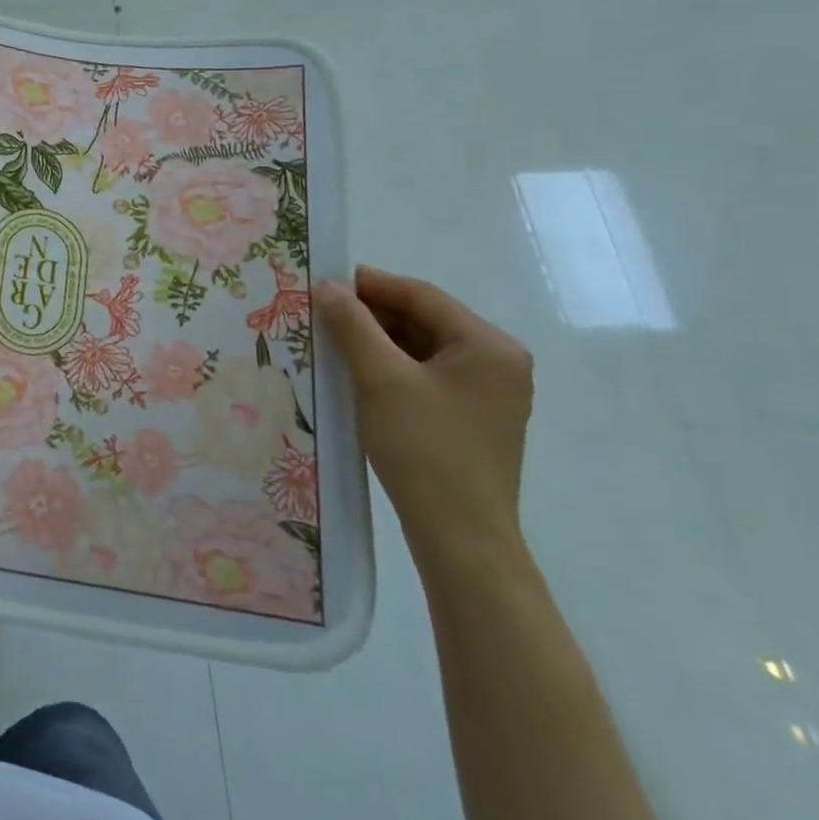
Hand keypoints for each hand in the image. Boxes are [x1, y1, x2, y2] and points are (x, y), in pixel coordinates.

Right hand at [313, 267, 533, 576]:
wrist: (460, 537)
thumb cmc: (424, 449)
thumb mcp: (380, 379)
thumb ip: (353, 325)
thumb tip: (328, 285)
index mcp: (488, 346)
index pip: (421, 296)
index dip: (370, 284)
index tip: (324, 282)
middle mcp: (497, 362)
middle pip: (424, 320)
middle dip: (372, 314)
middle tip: (321, 312)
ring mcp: (488, 393)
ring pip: (422, 348)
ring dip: (378, 341)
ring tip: (331, 341)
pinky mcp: (472, 418)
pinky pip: (426, 375)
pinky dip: (391, 368)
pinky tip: (355, 373)